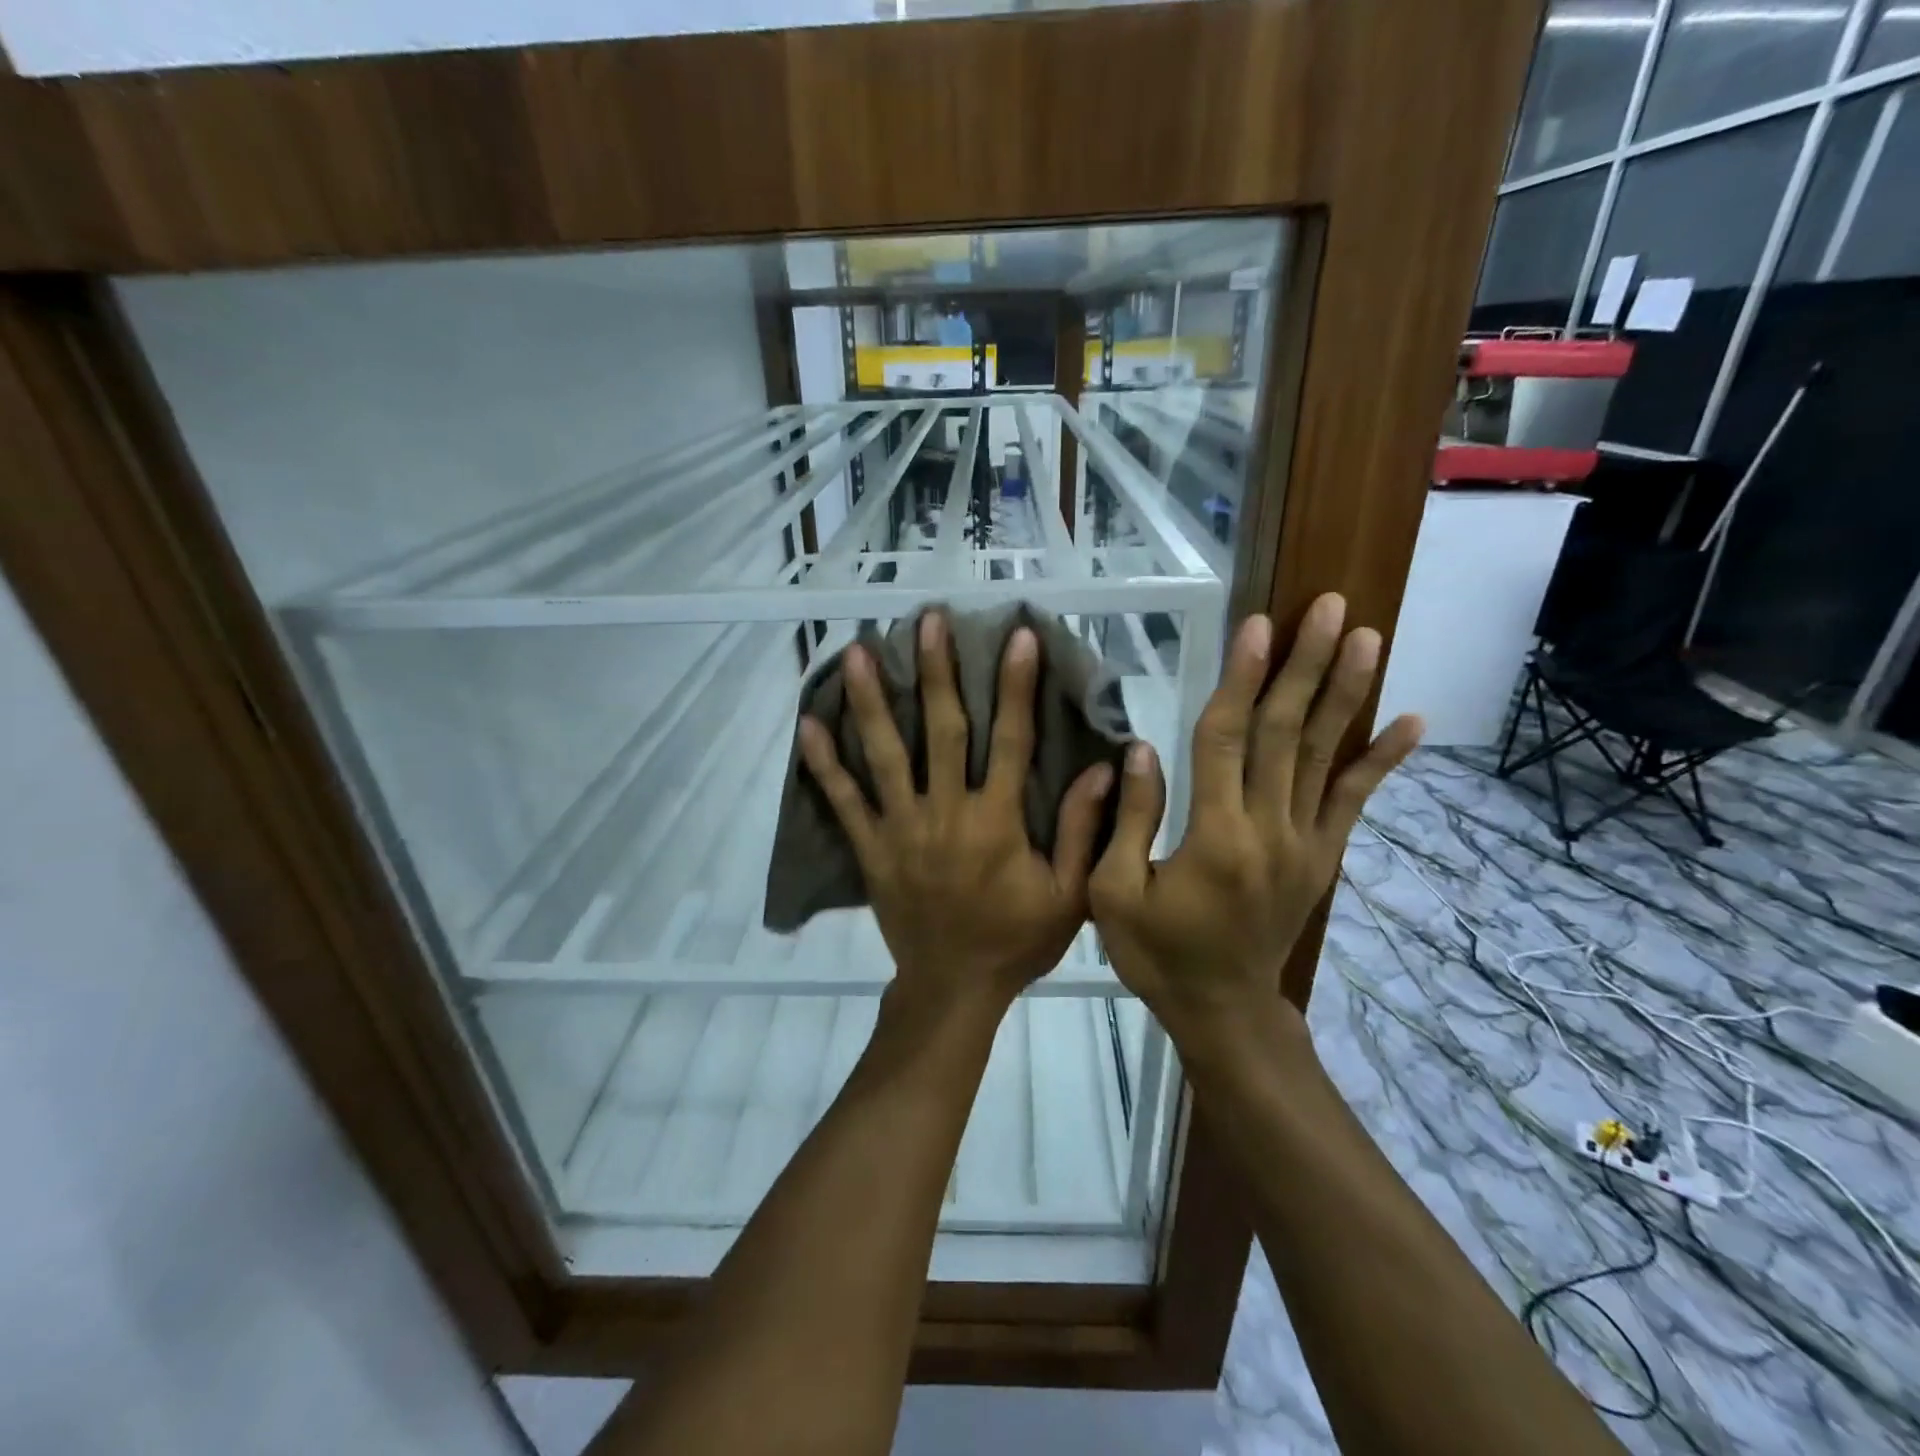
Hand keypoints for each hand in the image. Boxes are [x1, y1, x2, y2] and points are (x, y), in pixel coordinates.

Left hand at [798, 612, 1113, 1015]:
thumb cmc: (1016, 940)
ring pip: (884, 755)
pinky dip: (824, 764)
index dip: (1016, 686)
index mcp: (997, 820)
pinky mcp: (871, 849)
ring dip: (871, 701)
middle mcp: (946, 812)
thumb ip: (1081, 831)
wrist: (953, 988)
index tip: (1017, 636)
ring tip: (858, 651)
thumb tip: (1101, 767)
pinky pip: (843, 802)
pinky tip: (807, 725)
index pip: (1011, 740)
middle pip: (942, 730)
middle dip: (936, 671)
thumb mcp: (1068, 895)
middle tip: (926, 621)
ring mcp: (901, 828)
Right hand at [1088, 594, 1421, 1037]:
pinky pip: (1354, 801)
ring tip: (1366, 637)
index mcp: (1215, 837)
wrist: (1223, 1009)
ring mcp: (1305, 843)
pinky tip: (1410, 720)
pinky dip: (1382, 760)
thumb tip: (1141, 748)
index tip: (1257, 625)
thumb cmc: (1157, 952)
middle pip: (1288, 734)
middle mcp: (1270, 830)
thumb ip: (1129, 820)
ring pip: (1325, 756)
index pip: (1228, 740)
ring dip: (1346, 693)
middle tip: (1328, 607)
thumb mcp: (1114, 893)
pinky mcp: (1322, 857)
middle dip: (1305, 666)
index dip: (1241, 680)